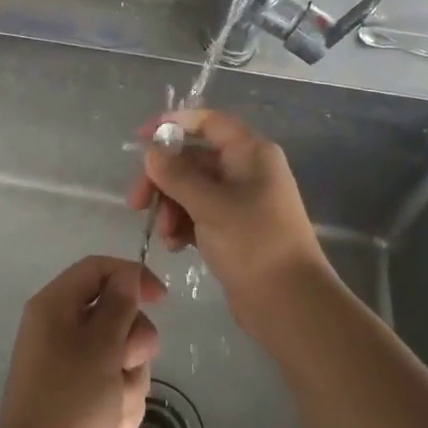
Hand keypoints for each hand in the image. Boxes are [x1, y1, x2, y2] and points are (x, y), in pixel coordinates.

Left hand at [0, 256, 163, 427]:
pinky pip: (120, 387)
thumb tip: (128, 275)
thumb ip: (119, 304)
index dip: (131, 276)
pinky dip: (123, 404)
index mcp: (55, 307)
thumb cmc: (69, 400)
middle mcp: (62, 331)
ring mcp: (75, 368)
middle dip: (133, 341)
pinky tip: (112, 427)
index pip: (97, 270)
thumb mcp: (100, 344)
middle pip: (117, 313)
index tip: (161, 298)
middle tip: (124, 361)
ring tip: (113, 404)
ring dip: (130, 379)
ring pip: (125, 354)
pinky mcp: (88, 401)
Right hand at [127, 109, 331, 332]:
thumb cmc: (254, 243)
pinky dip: (183, 224)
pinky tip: (175, 245)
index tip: (141, 138)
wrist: (291, 304)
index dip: (174, 123)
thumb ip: (176, 175)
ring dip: (170, 205)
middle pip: (194, 159)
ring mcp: (241, 201)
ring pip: (192, 189)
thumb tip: (152, 152)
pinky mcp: (234, 230)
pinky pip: (199, 214)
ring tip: (164, 233)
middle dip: (163, 178)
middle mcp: (247, 170)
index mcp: (251, 153)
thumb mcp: (210, 205)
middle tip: (136, 201)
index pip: (208, 122)